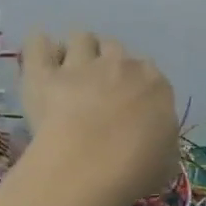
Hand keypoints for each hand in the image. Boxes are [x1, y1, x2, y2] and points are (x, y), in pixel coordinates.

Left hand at [21, 30, 177, 200]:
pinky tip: (40, 55)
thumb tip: (155, 141)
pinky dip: (40, 46)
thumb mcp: (167, 159)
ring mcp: (81, 65)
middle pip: (114, 47)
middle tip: (99, 86)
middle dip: (107, 61)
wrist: (91, 167)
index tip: (130, 103)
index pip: (149, 71)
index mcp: (156, 84)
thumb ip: (162, 140)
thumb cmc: (138, 167)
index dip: (137, 85)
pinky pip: (38, 44)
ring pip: (81, 37)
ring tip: (70, 69)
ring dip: (77, 50)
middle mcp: (122, 65)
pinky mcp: (43, 74)